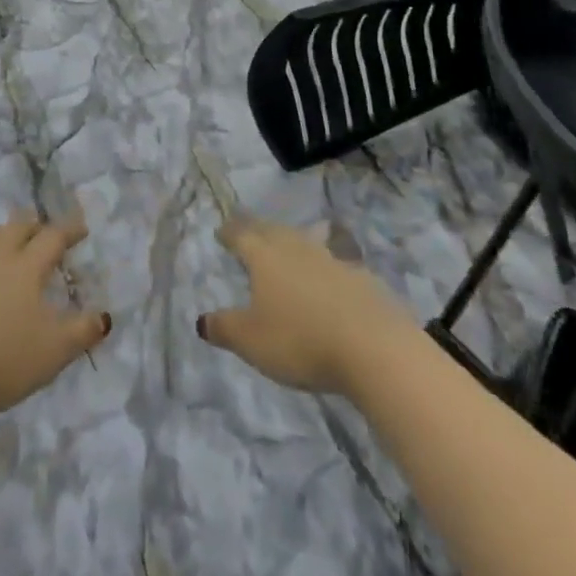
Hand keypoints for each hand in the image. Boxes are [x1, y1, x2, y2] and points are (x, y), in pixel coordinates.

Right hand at [198, 217, 412, 395]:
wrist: (374, 346)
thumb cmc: (301, 340)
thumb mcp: (251, 341)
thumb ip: (224, 328)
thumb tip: (201, 320)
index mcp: (265, 256)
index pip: (241, 235)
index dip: (229, 232)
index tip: (221, 232)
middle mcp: (296, 247)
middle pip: (273, 230)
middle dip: (258, 229)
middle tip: (250, 232)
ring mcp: (332, 258)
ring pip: (306, 238)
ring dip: (294, 239)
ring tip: (289, 244)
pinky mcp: (361, 276)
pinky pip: (336, 260)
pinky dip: (326, 264)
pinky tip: (330, 277)